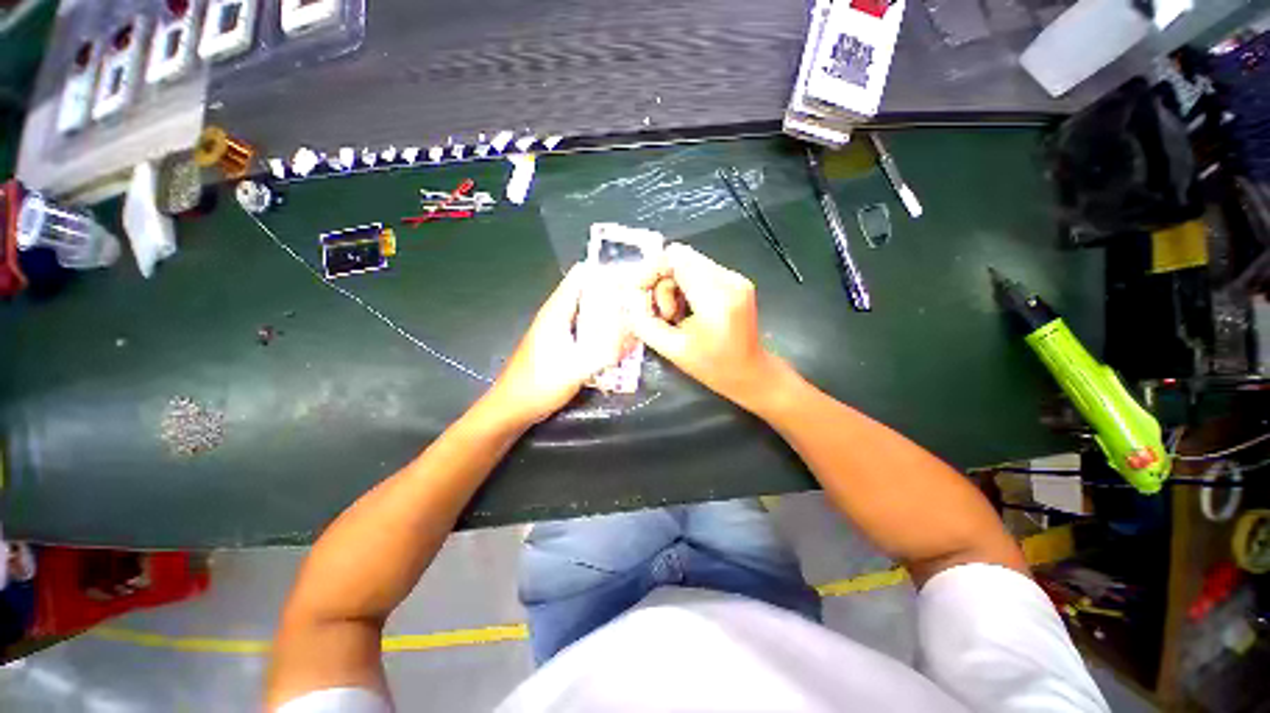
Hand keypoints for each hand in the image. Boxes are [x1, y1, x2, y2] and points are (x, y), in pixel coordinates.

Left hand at [485, 264, 624, 425]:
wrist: (512, 408)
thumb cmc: (540, 385)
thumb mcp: (577, 368)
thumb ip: (606, 351)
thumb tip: (632, 335)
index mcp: (557, 312)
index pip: (581, 276)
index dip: (605, 271)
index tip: (632, 276)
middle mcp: (557, 315)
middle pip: (587, 292)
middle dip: (612, 292)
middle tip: (639, 300)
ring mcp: (557, 329)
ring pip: (587, 310)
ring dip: (608, 311)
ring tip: (634, 317)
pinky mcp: (559, 343)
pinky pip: (584, 326)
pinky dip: (601, 327)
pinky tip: (616, 339)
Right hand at [632, 244, 786, 411]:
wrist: (751, 374)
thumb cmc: (713, 367)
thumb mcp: (672, 350)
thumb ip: (644, 323)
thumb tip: (629, 300)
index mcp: (715, 297)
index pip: (675, 258)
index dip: (650, 270)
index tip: (639, 293)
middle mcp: (728, 279)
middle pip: (681, 257)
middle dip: (662, 281)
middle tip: (663, 314)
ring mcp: (735, 278)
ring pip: (689, 262)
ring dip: (673, 286)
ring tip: (676, 316)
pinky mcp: (736, 281)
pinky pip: (700, 271)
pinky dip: (686, 287)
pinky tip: (687, 311)